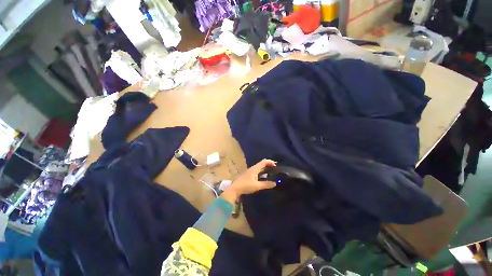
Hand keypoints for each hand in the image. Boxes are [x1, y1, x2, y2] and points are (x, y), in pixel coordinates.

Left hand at [220, 159, 276, 203]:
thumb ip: (266, 184)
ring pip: (259, 167)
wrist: (235, 189)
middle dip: (269, 165)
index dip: (270, 162)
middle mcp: (253, 168)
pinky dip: (262, 172)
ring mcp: (250, 171)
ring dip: (265, 168)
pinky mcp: (249, 175)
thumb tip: (275, 183)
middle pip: (262, 164)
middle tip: (275, 168)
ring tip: (271, 172)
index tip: (276, 165)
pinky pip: (257, 171)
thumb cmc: (246, 186)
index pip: (264, 162)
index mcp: (255, 168)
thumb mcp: (257, 186)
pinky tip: (264, 177)